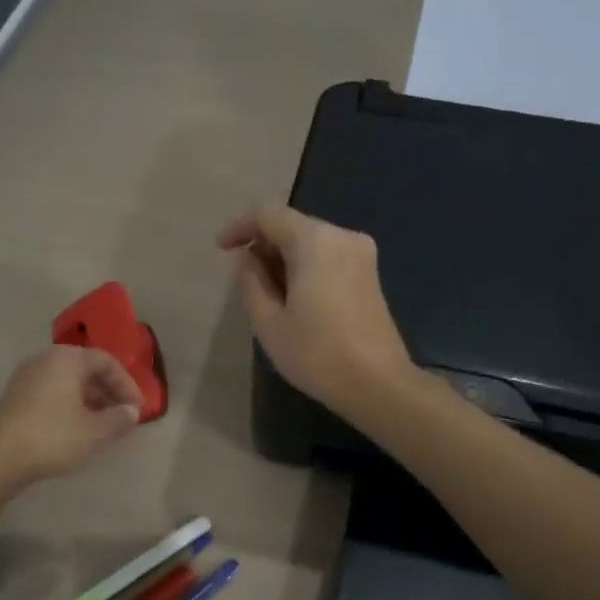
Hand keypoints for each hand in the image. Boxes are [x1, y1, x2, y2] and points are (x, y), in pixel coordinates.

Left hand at [0, 345, 141, 485]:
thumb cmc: (52, 437)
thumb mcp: (94, 431)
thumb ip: (119, 418)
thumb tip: (132, 412)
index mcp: (66, 358)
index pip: (106, 361)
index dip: (126, 384)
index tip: (136, 409)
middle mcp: (45, 359)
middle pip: (85, 369)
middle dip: (108, 392)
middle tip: (122, 416)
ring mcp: (26, 377)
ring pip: (68, 382)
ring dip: (89, 400)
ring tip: (102, 425)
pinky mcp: (15, 396)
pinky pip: (51, 392)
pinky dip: (69, 405)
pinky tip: (76, 429)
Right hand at [216, 205, 412, 416]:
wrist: (378, 384)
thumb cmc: (317, 354)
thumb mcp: (268, 322)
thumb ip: (251, 282)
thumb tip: (246, 259)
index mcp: (315, 240)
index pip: (268, 215)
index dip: (240, 227)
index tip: (221, 249)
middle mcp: (342, 236)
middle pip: (292, 225)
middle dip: (263, 245)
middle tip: (244, 280)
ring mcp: (361, 254)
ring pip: (310, 242)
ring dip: (284, 258)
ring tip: (267, 294)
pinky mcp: (369, 274)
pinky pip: (328, 256)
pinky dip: (305, 267)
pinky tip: (294, 298)